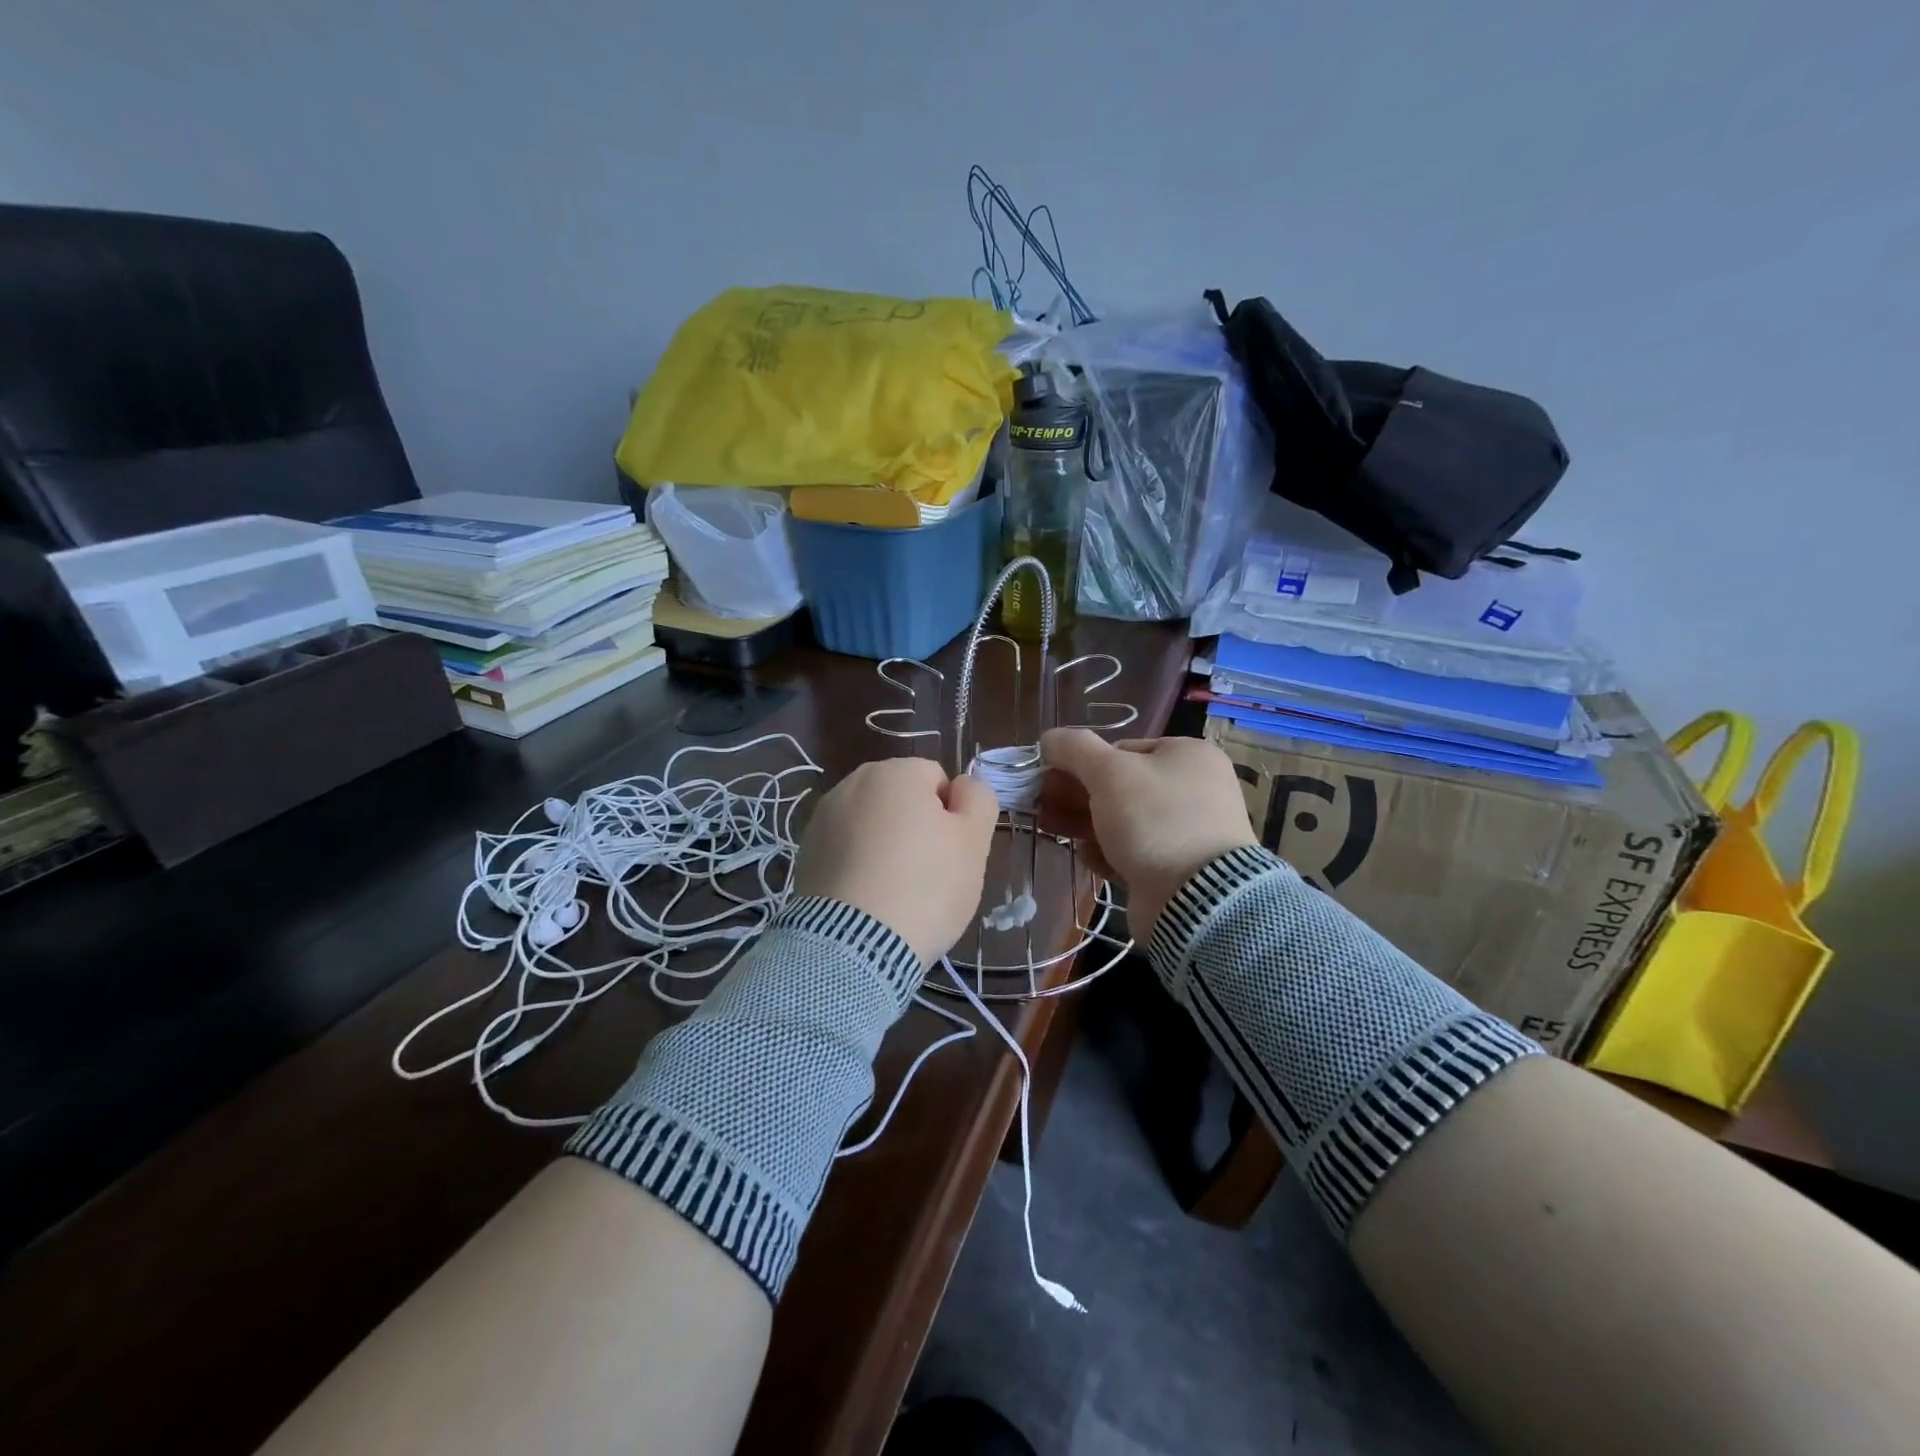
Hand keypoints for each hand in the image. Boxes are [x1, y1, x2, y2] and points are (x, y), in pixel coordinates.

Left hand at [791, 757, 999, 964]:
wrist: (854, 945)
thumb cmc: (925, 886)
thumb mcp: (974, 842)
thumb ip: (977, 799)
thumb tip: (961, 787)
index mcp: (895, 772)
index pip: (937, 780)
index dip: (951, 815)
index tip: (951, 852)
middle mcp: (853, 783)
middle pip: (901, 799)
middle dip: (916, 827)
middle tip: (928, 873)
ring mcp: (823, 818)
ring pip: (872, 824)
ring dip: (885, 845)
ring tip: (895, 891)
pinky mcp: (806, 853)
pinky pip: (846, 850)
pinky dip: (859, 865)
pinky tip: (867, 899)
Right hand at [1038, 729, 1256, 940]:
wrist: (1196, 899)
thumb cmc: (1154, 820)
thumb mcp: (1108, 772)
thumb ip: (1074, 748)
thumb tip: (1049, 738)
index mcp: (1187, 755)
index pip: (1122, 749)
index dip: (1081, 763)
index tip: (1050, 779)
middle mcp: (1193, 788)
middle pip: (1120, 785)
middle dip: (1076, 795)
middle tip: (1042, 805)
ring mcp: (1187, 830)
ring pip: (1123, 820)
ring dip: (1084, 823)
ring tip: (1051, 829)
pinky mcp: (1176, 867)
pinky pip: (1134, 850)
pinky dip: (1108, 851)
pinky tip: (1089, 858)